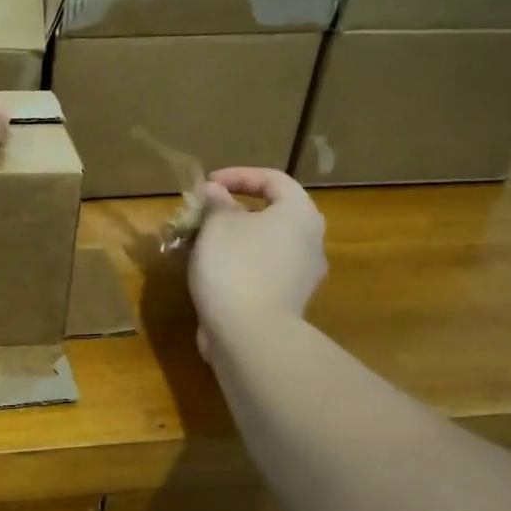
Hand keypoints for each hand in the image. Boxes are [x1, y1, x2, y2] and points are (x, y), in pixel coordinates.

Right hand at [189, 167, 326, 359]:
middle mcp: (310, 241)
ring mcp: (302, 274)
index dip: (238, 175)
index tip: (207, 184)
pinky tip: (211, 272)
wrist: (250, 335)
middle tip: (202, 214)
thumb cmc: (235, 267)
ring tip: (200, 243)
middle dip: (232, 210)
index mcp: (299, 214)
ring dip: (233, 239)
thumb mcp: (217, 225)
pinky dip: (238, 264)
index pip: (273, 179)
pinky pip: (262, 270)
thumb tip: (216, 191)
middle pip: (271, 213)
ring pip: (264, 244)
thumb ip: (216, 202)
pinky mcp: (288, 300)